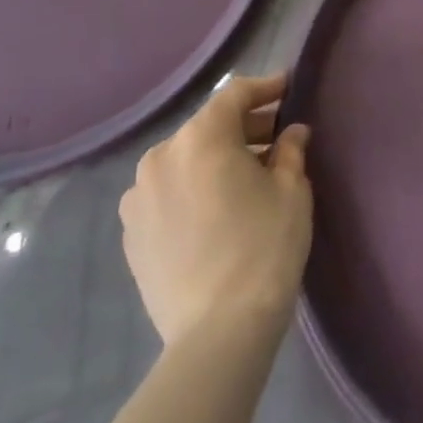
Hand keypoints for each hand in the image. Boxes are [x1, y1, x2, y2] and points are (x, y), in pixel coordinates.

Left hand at [120, 72, 312, 345]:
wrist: (217, 334)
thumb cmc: (264, 247)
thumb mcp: (291, 190)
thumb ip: (290, 150)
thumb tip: (292, 133)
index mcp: (200, 138)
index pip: (235, 95)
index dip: (265, 88)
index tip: (289, 88)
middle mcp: (161, 156)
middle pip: (208, 126)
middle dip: (244, 127)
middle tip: (278, 138)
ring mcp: (138, 196)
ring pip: (185, 159)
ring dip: (216, 159)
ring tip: (247, 177)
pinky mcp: (130, 233)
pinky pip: (168, 192)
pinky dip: (193, 187)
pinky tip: (216, 209)